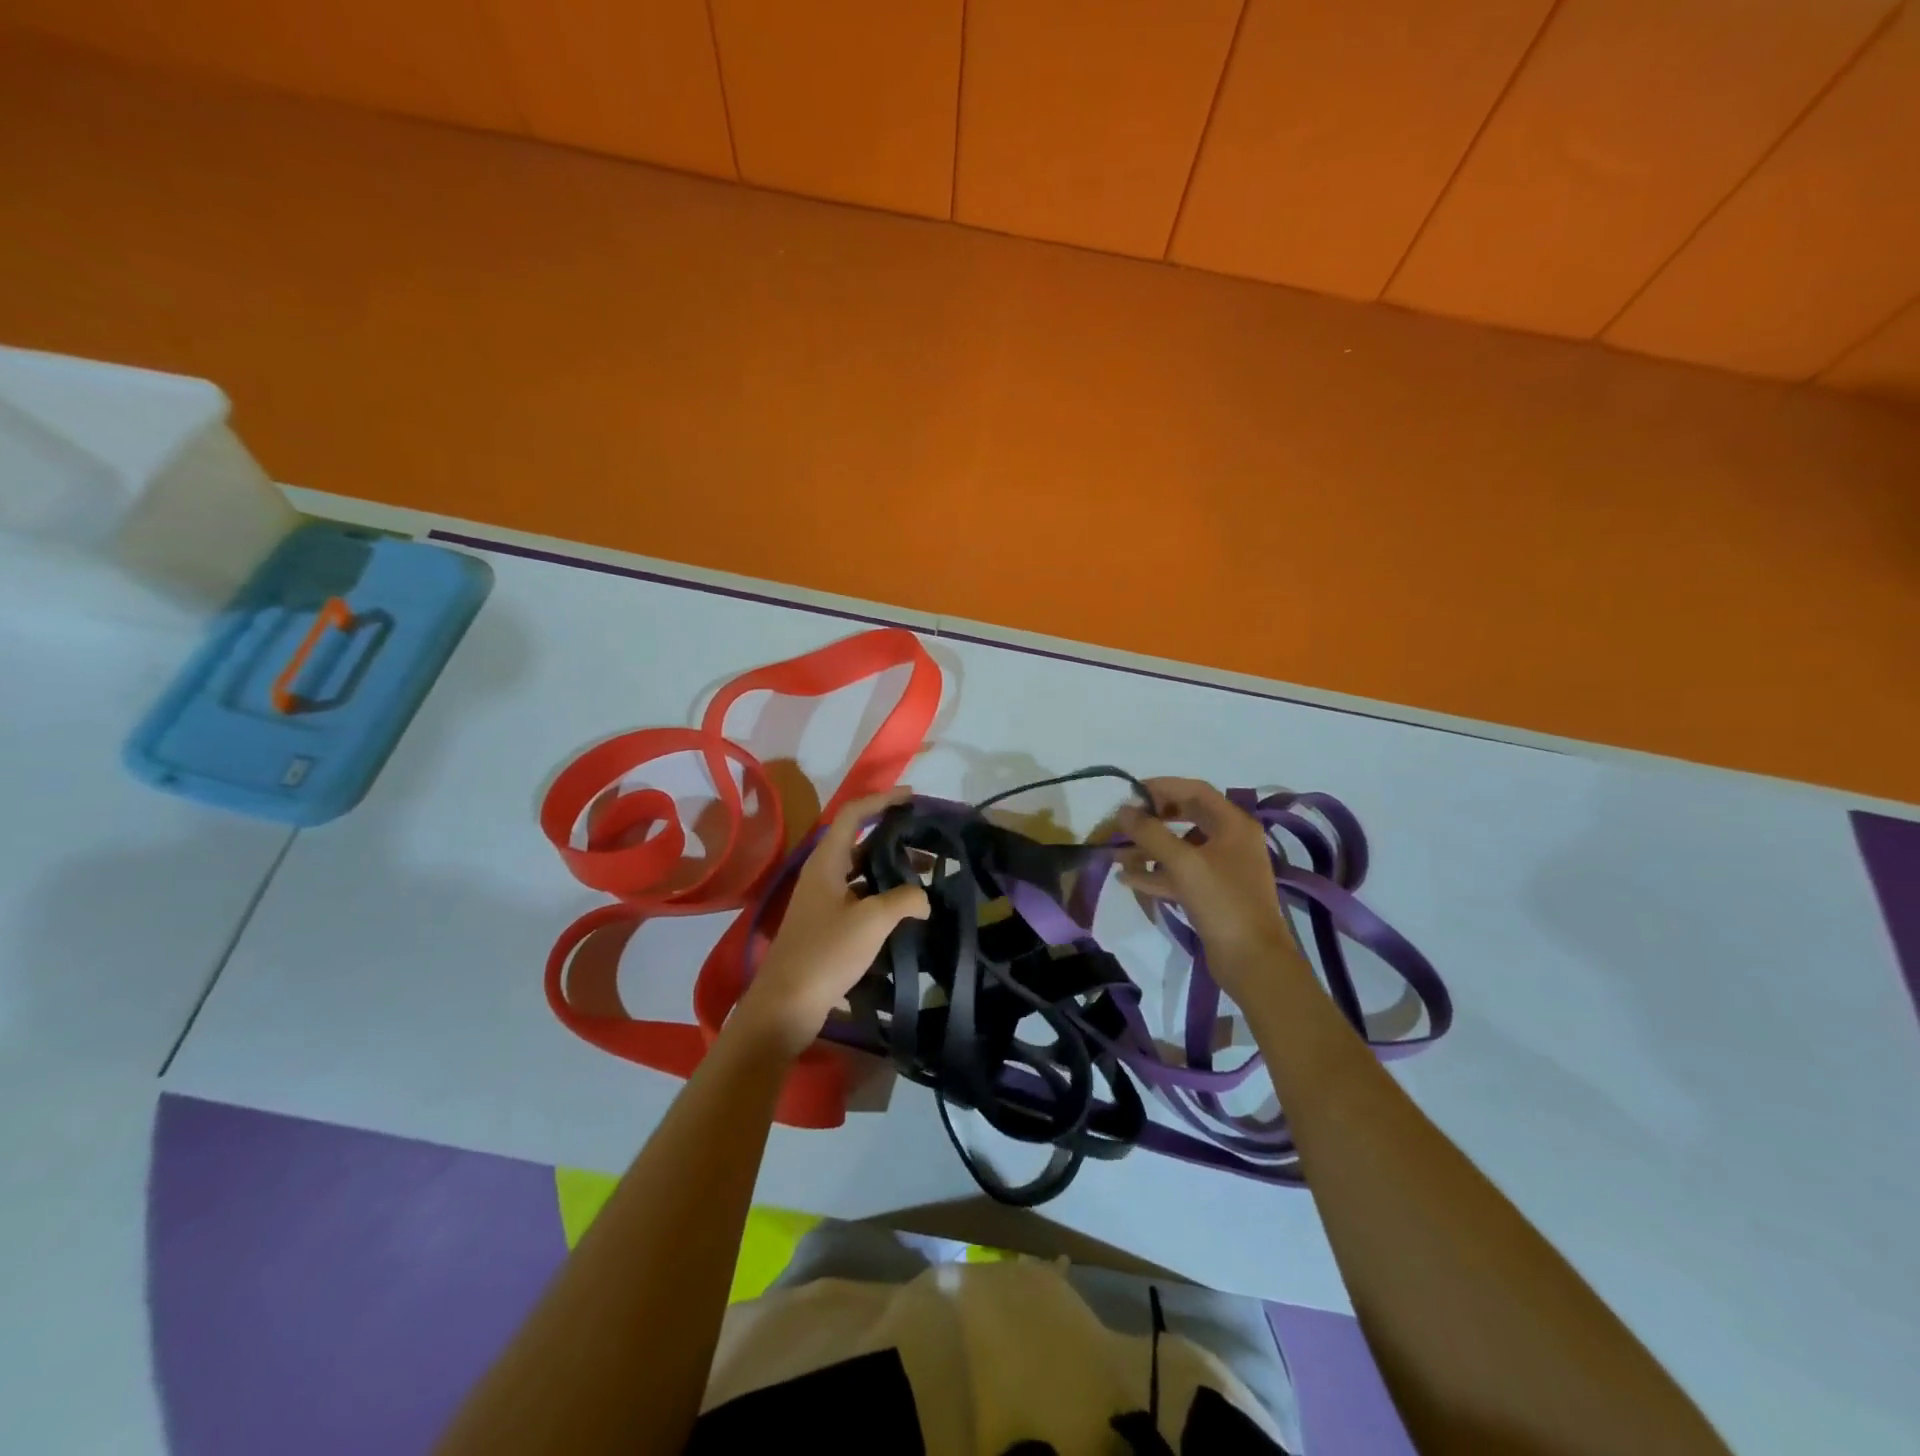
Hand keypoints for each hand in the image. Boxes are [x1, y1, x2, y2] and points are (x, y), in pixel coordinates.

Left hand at [733, 789, 930, 1059]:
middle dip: (894, 837)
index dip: (882, 800)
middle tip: (928, 842)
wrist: (787, 1003)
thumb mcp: (872, 921)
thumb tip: (923, 897)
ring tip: (926, 877)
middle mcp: (822, 873)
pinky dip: (883, 894)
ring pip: (861, 870)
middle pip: (860, 841)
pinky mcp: (826, 923)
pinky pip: (859, 895)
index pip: (854, 814)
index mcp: (827, 861)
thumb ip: (904, 900)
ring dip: (891, 868)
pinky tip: (906, 910)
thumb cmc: (826, 952)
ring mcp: (823, 899)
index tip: (912, 797)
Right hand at [1116, 778, 1303, 1000]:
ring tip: (1117, 854)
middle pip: (1187, 817)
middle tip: (1125, 822)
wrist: (1252, 961)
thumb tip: (1123, 810)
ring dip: (1149, 849)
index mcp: (1234, 824)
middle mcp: (1231, 840)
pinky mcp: (1213, 894)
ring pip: (1181, 848)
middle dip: (1153, 819)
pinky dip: (1156, 873)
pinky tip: (1128, 879)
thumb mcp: (1184, 863)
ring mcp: (1223, 868)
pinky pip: (1181, 874)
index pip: (1195, 790)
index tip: (1131, 794)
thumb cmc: (1223, 903)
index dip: (1162, 787)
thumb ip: (1150, 833)